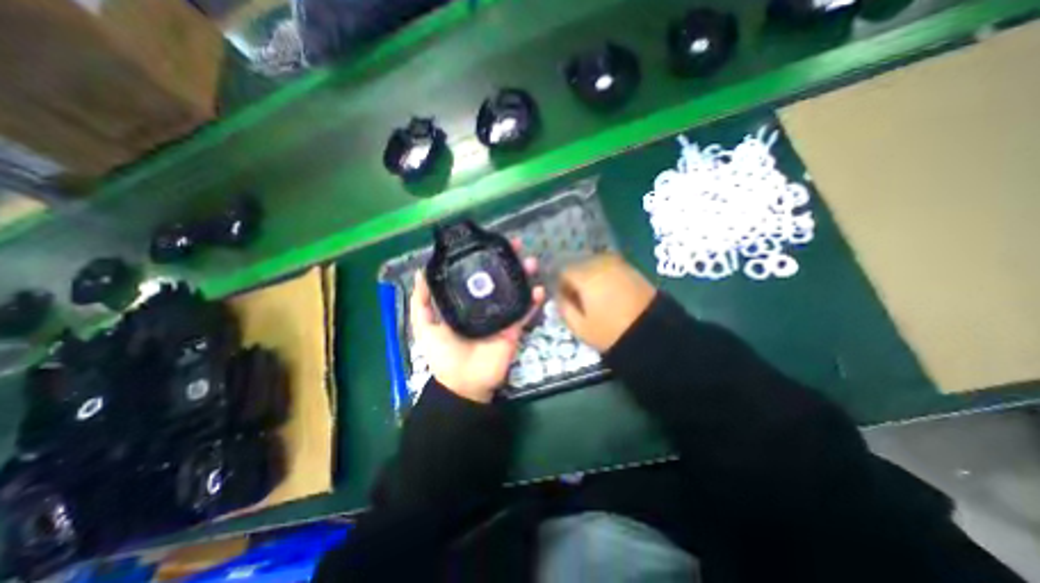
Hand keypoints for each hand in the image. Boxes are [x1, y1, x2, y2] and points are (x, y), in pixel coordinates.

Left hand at [411, 244, 547, 401]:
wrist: (462, 383)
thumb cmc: (442, 354)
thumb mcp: (426, 326)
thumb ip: (423, 301)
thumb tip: (422, 271)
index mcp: (467, 302)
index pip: (476, 275)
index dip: (484, 259)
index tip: (490, 242)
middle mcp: (485, 305)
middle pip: (499, 279)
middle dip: (508, 262)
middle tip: (516, 246)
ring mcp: (502, 316)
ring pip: (515, 292)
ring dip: (524, 277)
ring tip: (530, 263)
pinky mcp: (514, 329)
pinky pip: (525, 313)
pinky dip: (533, 302)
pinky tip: (539, 289)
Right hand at [556, 252, 652, 352]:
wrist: (654, 333)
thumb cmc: (610, 331)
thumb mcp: (579, 327)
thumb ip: (563, 308)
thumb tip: (559, 296)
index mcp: (585, 276)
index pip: (563, 271)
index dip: (561, 285)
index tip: (564, 299)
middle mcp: (600, 263)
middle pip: (579, 265)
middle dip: (575, 279)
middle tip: (579, 299)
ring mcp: (618, 264)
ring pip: (595, 264)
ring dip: (590, 277)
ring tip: (595, 296)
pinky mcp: (632, 269)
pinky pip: (610, 267)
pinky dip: (605, 276)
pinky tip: (609, 292)